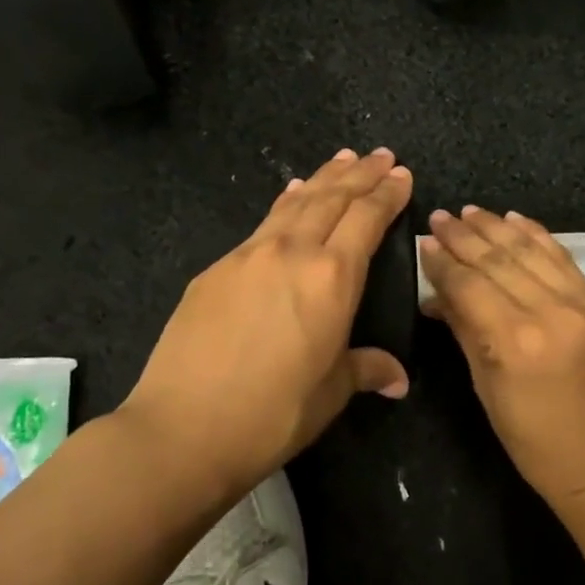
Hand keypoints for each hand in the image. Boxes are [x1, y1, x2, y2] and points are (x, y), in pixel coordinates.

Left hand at [121, 148, 413, 494]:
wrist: (182, 428)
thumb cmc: (272, 414)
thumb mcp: (330, 392)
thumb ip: (365, 370)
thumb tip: (397, 380)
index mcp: (332, 278)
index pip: (367, 219)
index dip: (387, 195)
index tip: (401, 175)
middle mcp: (293, 253)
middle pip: (332, 199)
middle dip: (360, 174)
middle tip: (380, 155)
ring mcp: (248, 256)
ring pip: (295, 203)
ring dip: (323, 178)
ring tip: (342, 159)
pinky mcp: (215, 269)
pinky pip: (263, 224)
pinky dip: (285, 204)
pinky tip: (290, 197)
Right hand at [420, 206, 584, 510]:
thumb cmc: (531, 439)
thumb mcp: (486, 388)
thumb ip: (464, 331)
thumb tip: (437, 293)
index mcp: (514, 340)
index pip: (469, 285)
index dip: (443, 262)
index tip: (424, 242)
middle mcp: (548, 311)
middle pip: (498, 261)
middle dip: (464, 236)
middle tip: (439, 217)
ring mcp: (578, 304)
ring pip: (530, 251)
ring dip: (497, 227)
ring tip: (469, 212)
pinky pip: (562, 258)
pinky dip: (536, 235)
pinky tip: (515, 219)